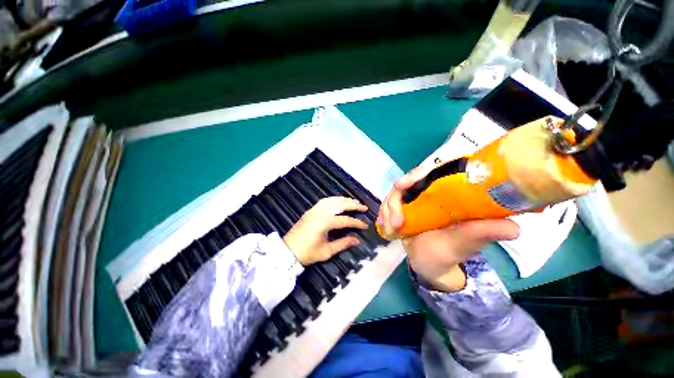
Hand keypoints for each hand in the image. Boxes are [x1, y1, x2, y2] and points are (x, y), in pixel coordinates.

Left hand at [284, 197, 367, 265]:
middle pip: (340, 205)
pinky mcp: (311, 210)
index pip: (346, 220)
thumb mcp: (327, 251)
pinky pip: (325, 201)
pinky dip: (334, 199)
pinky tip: (338, 201)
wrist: (287, 251)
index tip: (365, 225)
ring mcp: (315, 209)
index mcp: (325, 222)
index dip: (357, 223)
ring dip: (344, 200)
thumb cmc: (307, 253)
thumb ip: (343, 244)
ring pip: (333, 200)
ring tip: (354, 201)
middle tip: (364, 207)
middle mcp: (321, 212)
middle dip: (354, 205)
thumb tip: (357, 240)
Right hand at [378, 165, 518, 290]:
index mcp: (448, 194)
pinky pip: (387, 205)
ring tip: (391, 229)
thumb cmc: (449, 254)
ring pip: (394, 194)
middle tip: (394, 220)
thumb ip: (482, 233)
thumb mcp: (464, 244)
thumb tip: (514, 228)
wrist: (430, 265)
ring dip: (387, 210)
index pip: (433, 173)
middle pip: (408, 182)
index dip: (417, 174)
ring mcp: (413, 201)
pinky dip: (383, 214)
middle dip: (396, 198)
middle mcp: (430, 193)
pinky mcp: (401, 208)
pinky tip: (384, 227)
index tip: (403, 185)